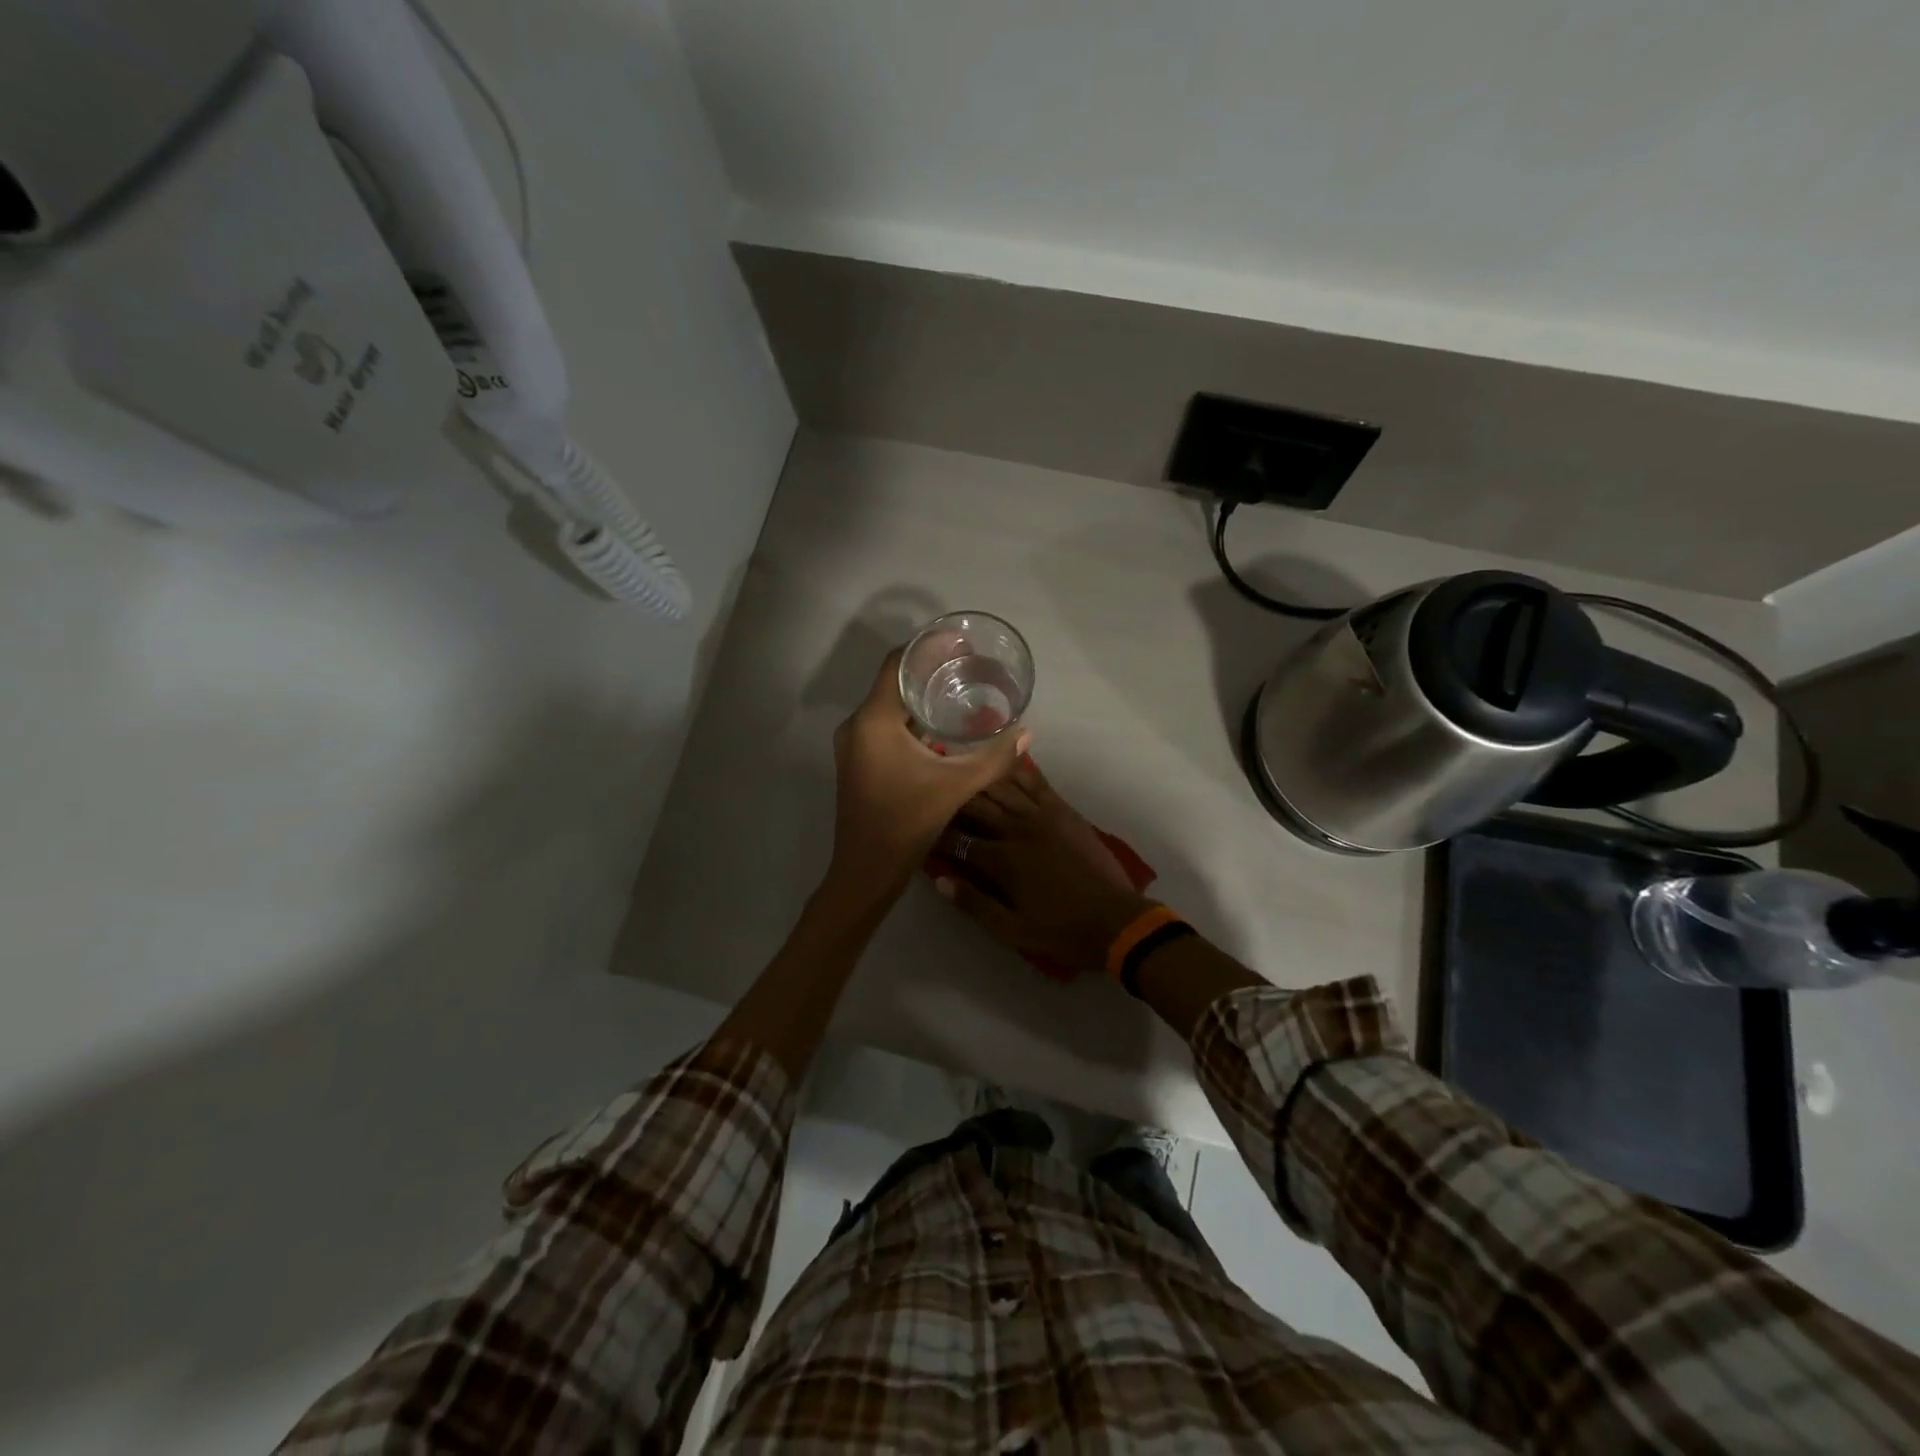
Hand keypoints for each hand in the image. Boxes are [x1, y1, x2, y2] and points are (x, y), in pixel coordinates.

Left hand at [825, 649, 1029, 906]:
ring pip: (888, 705)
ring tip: (959, 688)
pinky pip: (884, 724)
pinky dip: (910, 717)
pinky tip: (939, 725)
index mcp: (874, 720)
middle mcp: (857, 724)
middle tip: (968, 664)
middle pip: (894, 682)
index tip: (959, 640)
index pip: (898, 664)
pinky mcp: (858, 760)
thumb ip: (994, 758)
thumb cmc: (906, 823)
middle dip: (929, 670)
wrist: (866, 871)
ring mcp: (854, 744)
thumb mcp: (956, 787)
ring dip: (920, 695)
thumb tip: (1027, 734)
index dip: (927, 647)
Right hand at [934, 758, 1155, 976]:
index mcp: (1002, 861)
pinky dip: (1016, 771)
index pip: (958, 841)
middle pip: (976, 806)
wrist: (1116, 921)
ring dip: (978, 781)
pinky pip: (1034, 783)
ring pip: (1002, 788)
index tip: (922, 831)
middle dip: (952, 801)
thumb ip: (974, 903)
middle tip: (936, 795)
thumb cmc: (1061, 931)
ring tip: (959, 774)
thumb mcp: (1011, 930)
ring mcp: (1043, 815)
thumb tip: (940, 880)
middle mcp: (1017, 829)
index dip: (937, 836)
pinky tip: (1001, 763)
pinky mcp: (1063, 810)